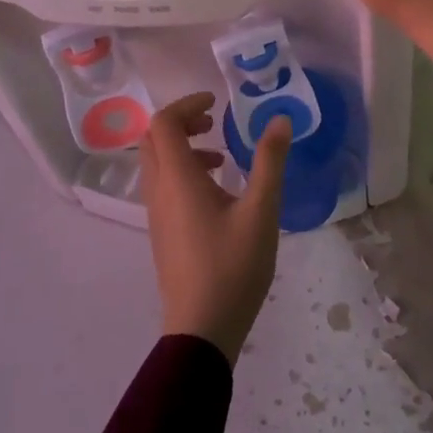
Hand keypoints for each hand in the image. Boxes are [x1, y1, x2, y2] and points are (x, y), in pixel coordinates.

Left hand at [140, 93, 291, 362]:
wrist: (202, 328)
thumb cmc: (233, 266)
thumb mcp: (261, 210)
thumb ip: (270, 161)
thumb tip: (279, 120)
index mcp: (177, 179)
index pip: (164, 123)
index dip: (187, 104)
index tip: (216, 104)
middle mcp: (159, 191)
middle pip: (153, 140)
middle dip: (181, 123)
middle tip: (213, 123)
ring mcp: (156, 215)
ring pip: (156, 165)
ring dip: (181, 148)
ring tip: (220, 158)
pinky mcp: (161, 234)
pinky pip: (162, 187)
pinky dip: (182, 173)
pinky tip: (216, 194)